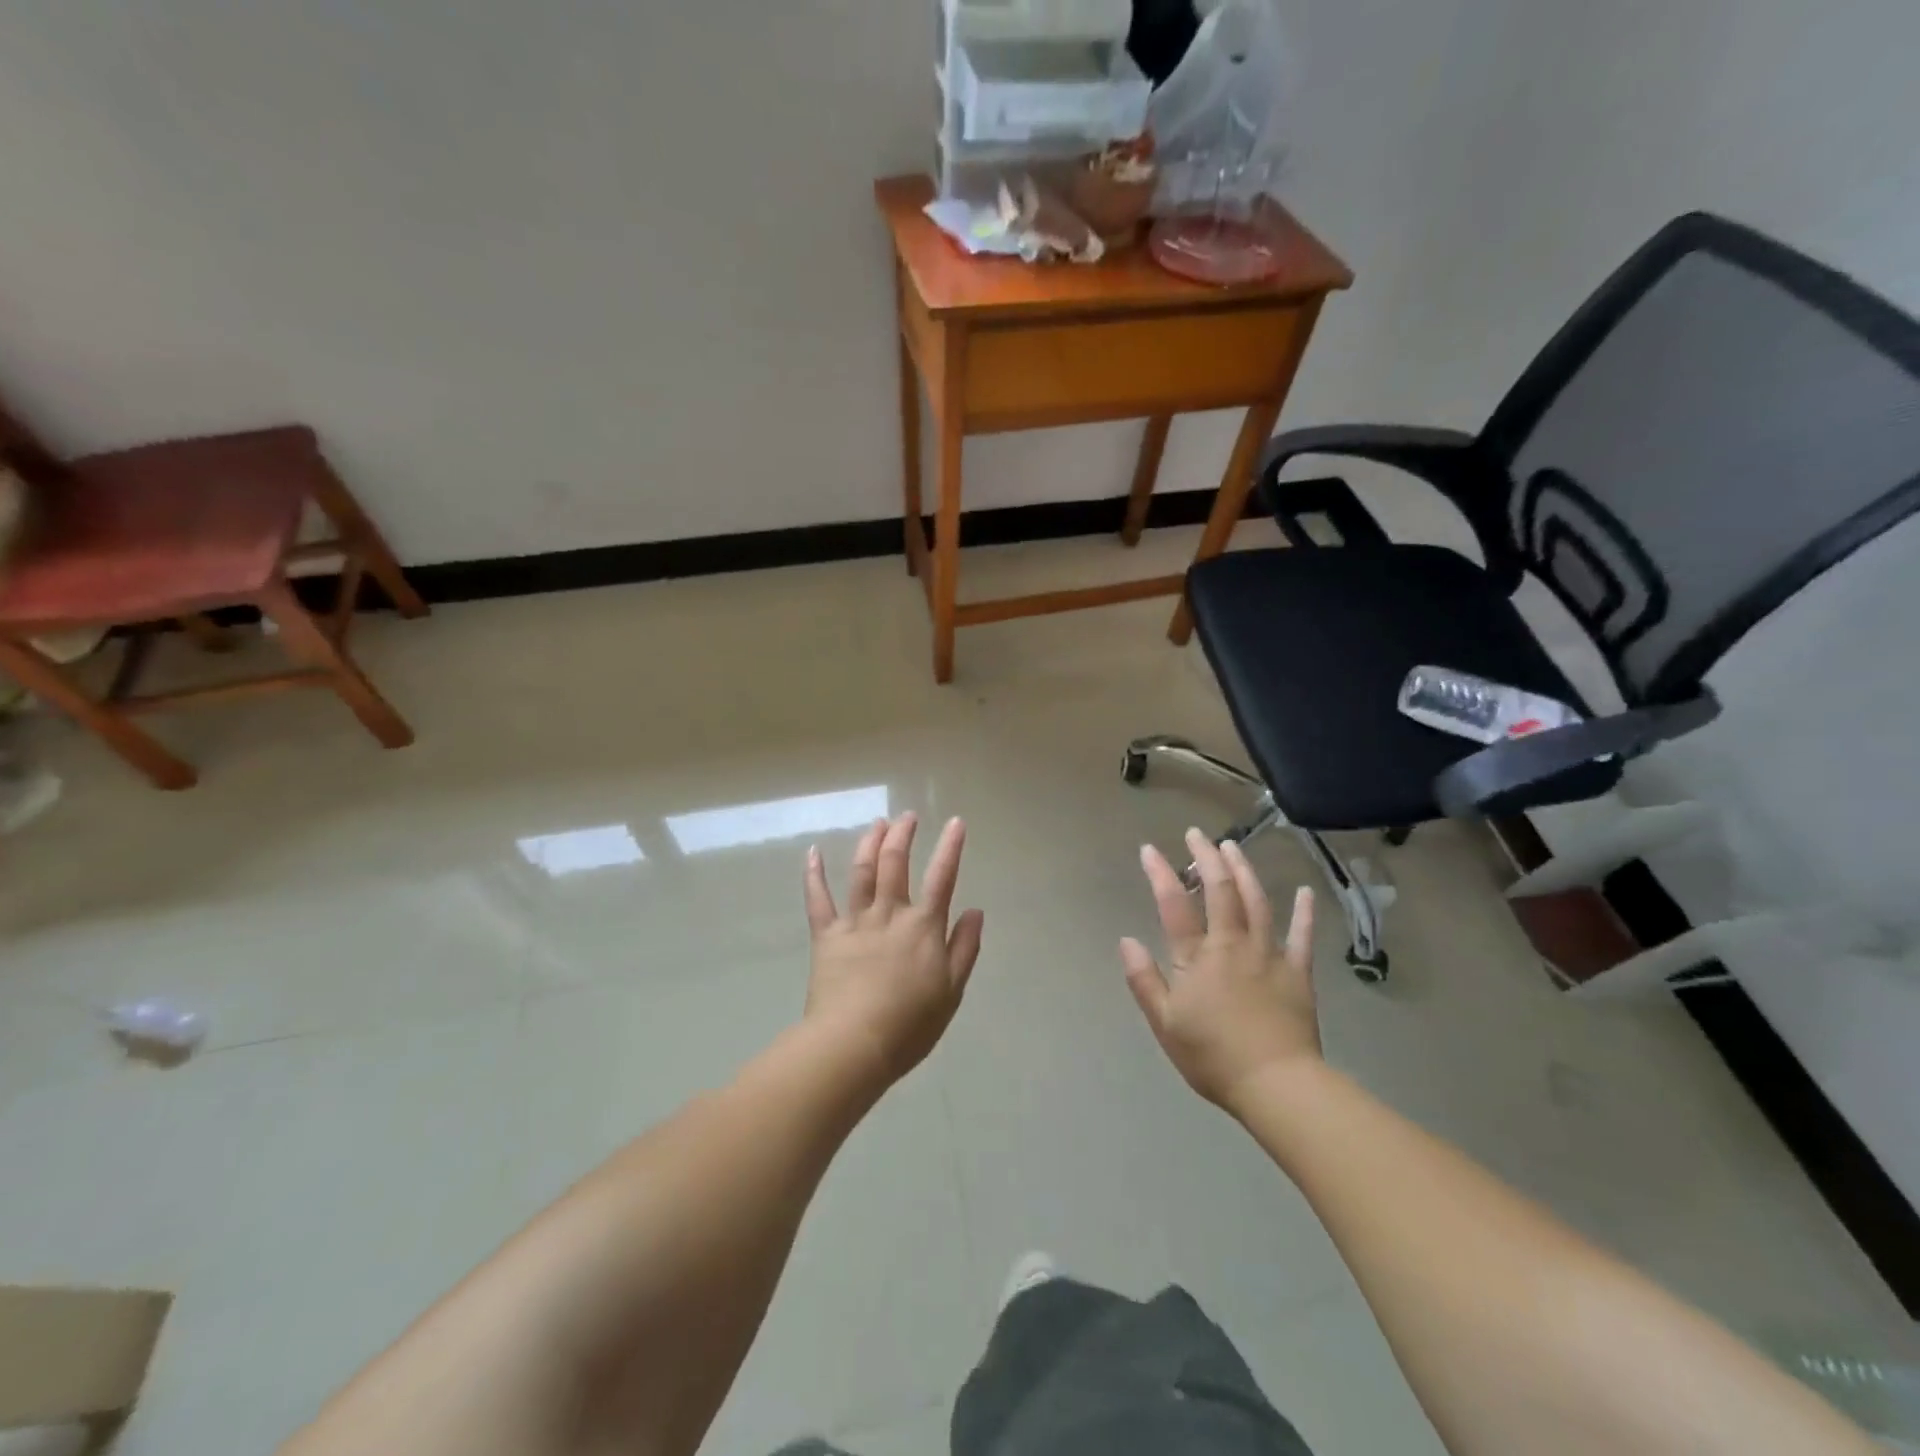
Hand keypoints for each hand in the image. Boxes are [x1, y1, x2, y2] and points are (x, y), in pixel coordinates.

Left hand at [802, 814, 984, 1083]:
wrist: (854, 1043)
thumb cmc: (910, 1024)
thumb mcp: (951, 990)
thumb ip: (964, 947)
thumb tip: (975, 910)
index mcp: (923, 927)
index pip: (942, 877)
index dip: (951, 847)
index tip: (956, 822)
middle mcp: (890, 914)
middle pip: (895, 863)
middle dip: (903, 835)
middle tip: (907, 817)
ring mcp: (855, 921)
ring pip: (862, 872)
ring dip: (870, 843)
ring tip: (877, 823)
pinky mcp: (826, 936)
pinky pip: (818, 899)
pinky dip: (814, 874)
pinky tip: (813, 852)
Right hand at [1120, 828, 1321, 1111]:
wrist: (1276, 1085)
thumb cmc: (1213, 1056)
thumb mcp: (1164, 1023)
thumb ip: (1144, 979)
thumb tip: (1127, 941)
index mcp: (1197, 957)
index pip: (1174, 905)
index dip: (1160, 874)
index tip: (1149, 849)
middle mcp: (1232, 944)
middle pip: (1220, 891)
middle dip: (1207, 858)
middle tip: (1197, 835)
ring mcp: (1268, 955)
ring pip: (1257, 902)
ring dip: (1244, 871)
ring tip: (1233, 848)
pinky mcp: (1297, 973)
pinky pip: (1302, 936)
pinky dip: (1304, 913)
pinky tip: (1305, 892)